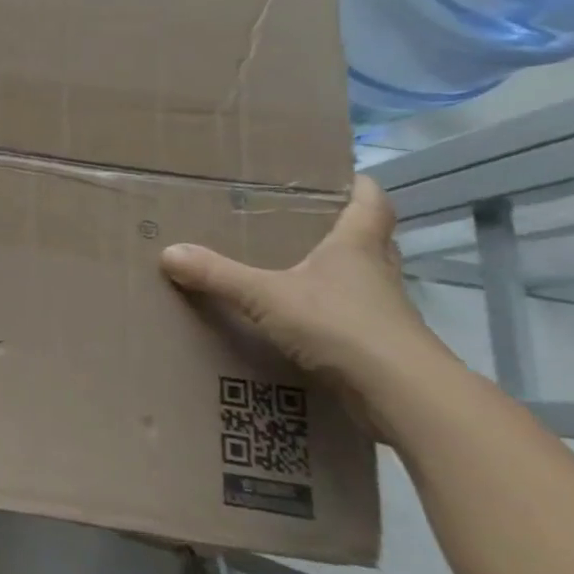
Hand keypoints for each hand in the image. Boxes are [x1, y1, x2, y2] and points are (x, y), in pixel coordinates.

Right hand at [159, 175, 457, 409]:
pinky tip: (301, 326)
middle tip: (308, 223)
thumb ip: (218, 275)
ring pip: (364, 283)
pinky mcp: (382, 350)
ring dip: (339, 277)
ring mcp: (383, 314)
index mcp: (356, 248)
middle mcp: (376, 274)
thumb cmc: (341, 326)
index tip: (347, 175)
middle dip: (346, 230)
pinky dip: (332, 319)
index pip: (371, 204)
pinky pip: (354, 323)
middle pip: (372, 241)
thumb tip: (169, 253)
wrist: (404, 397)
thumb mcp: (267, 296)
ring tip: (296, 273)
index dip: (360, 187)